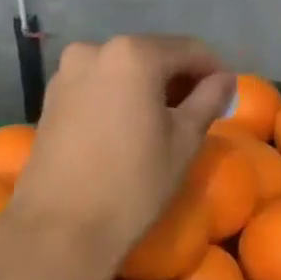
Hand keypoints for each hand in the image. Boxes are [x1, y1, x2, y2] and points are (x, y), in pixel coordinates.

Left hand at [0, 35, 234, 271]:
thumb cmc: (133, 183)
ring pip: (125, 69)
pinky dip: (123, 97)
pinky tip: (133, 127)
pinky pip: (101, 85)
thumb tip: (225, 80)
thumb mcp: (184, 141)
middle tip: (202, 112)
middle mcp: (95, 50)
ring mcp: (68, 72)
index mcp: (133, 54)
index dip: (215, 71)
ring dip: (151, 88)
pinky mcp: (51, 97)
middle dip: (181, 78)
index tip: (229, 96)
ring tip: (167, 122)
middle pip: (154, 55)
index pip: (190, 50)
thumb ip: (209, 100)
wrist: (59, 229)